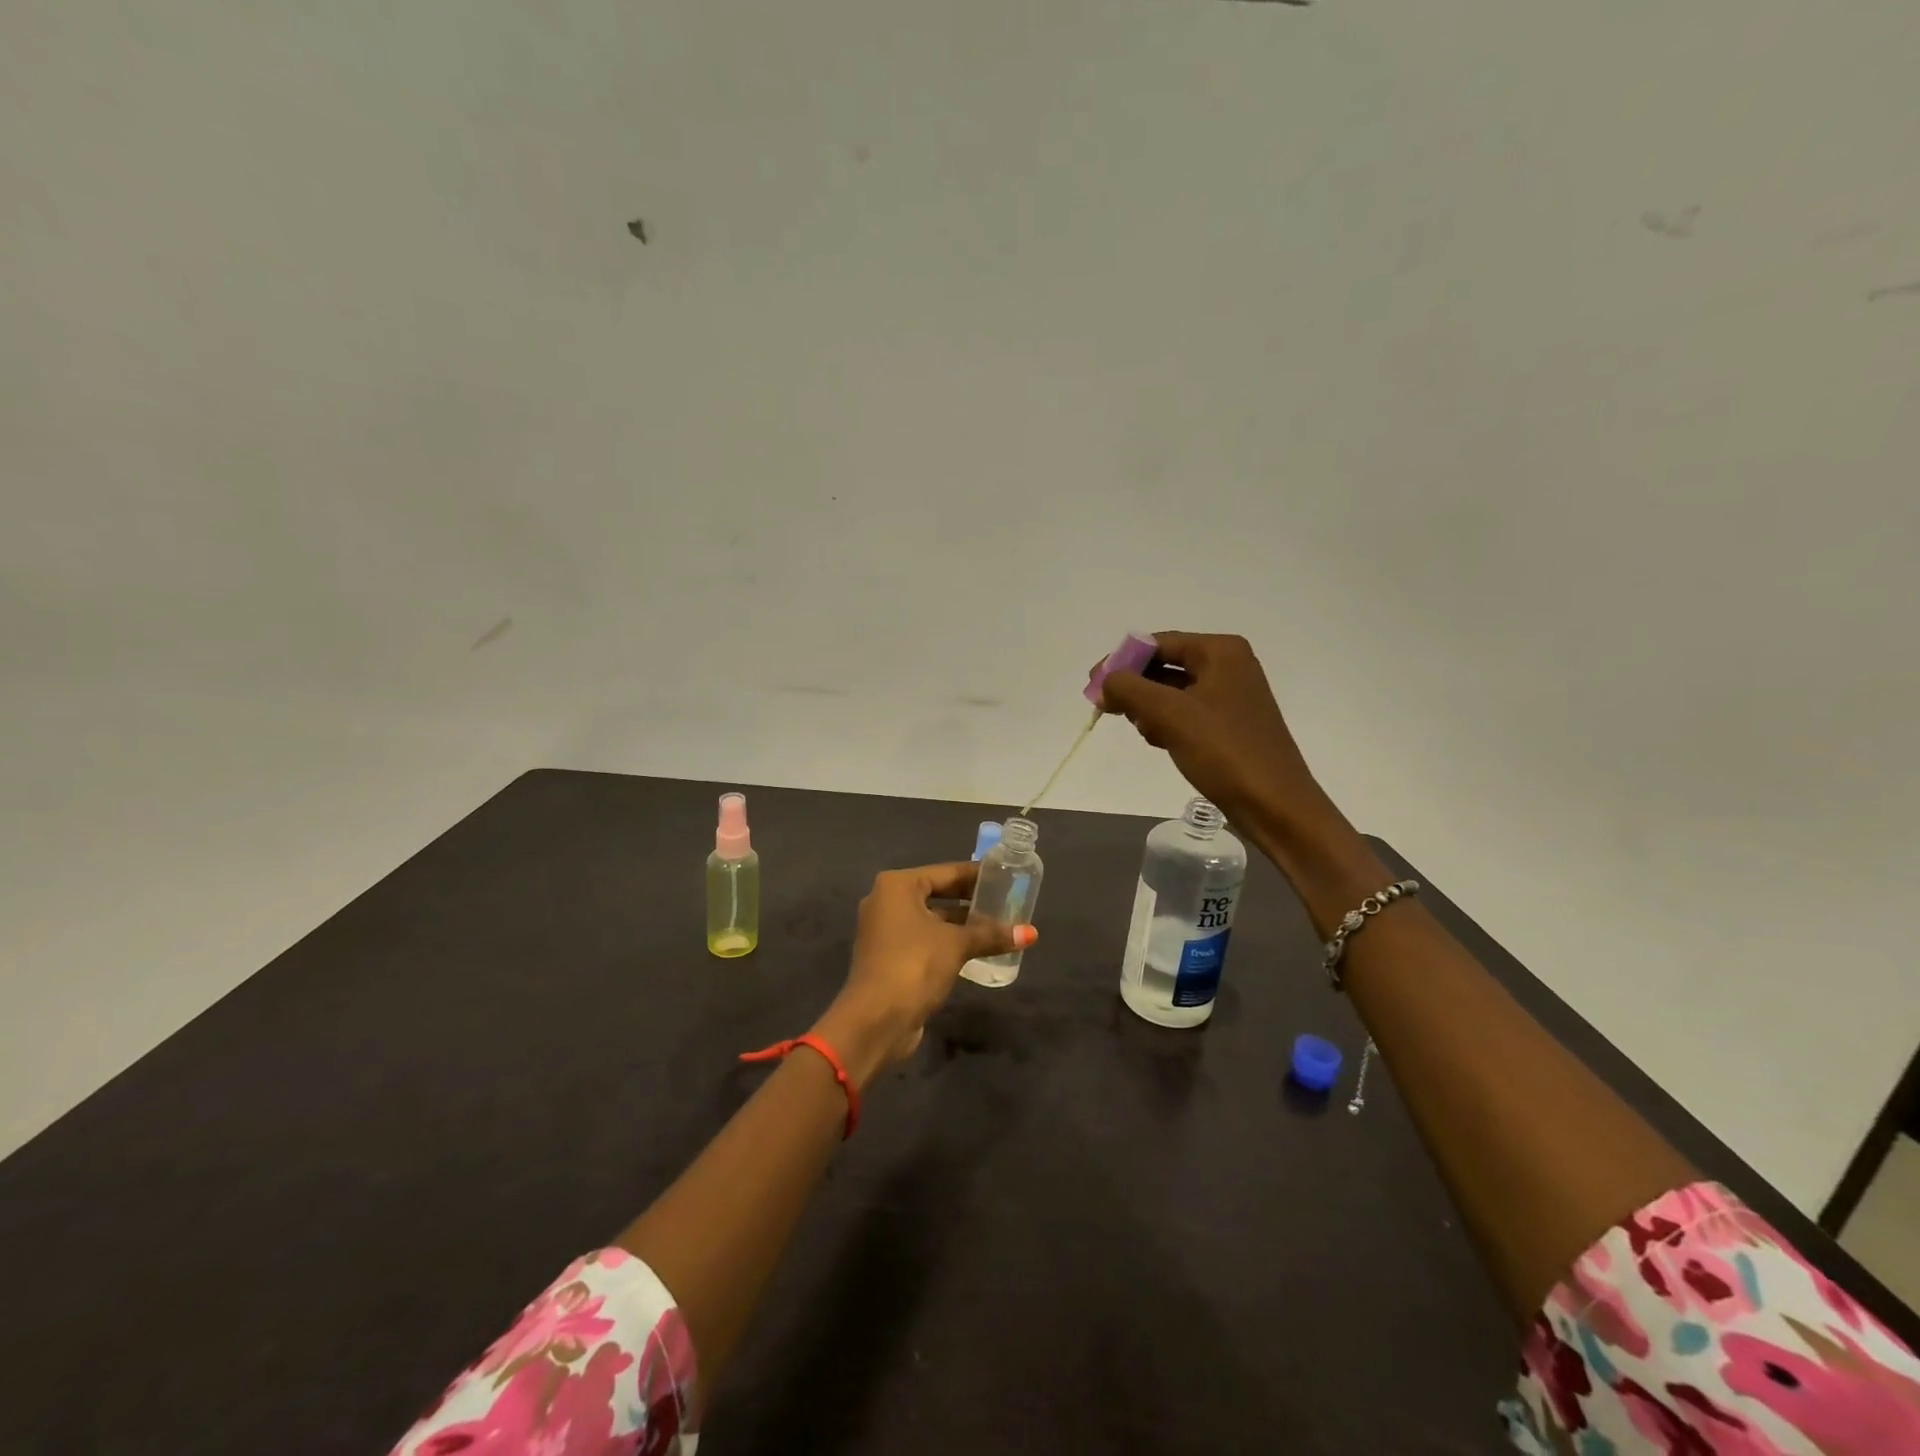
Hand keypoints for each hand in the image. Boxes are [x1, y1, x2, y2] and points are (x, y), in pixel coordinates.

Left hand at [811, 862, 1034, 1085]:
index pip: (945, 872)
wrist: (876, 1020)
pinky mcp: (889, 957)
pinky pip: (925, 940)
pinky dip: (948, 942)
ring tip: (998, 926)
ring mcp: (885, 931)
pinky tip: (977, 949)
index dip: (976, 875)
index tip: (1004, 876)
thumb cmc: (914, 965)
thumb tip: (1031, 933)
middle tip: (1005, 901)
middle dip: (970, 900)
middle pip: (937, 894)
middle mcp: (886, 902)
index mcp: (897, 886)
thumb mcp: (957, 945)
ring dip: (961, 924)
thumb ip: (991, 935)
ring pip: (931, 919)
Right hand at [1094, 631, 1323, 833]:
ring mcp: (1232, 695)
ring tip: (1140, 729)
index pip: (1158, 643)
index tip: (1092, 685)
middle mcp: (1229, 665)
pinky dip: (1166, 722)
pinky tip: (1157, 740)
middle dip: (1135, 685)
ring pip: (1173, 690)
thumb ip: (1129, 688)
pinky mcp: (1230, 724)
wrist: (1274, 804)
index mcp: (1220, 651)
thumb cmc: (1223, 751)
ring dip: (1148, 706)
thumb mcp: (1169, 714)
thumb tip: (1104, 681)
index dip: (1121, 660)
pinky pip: (1186, 711)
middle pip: (1165, 664)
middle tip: (1107, 708)